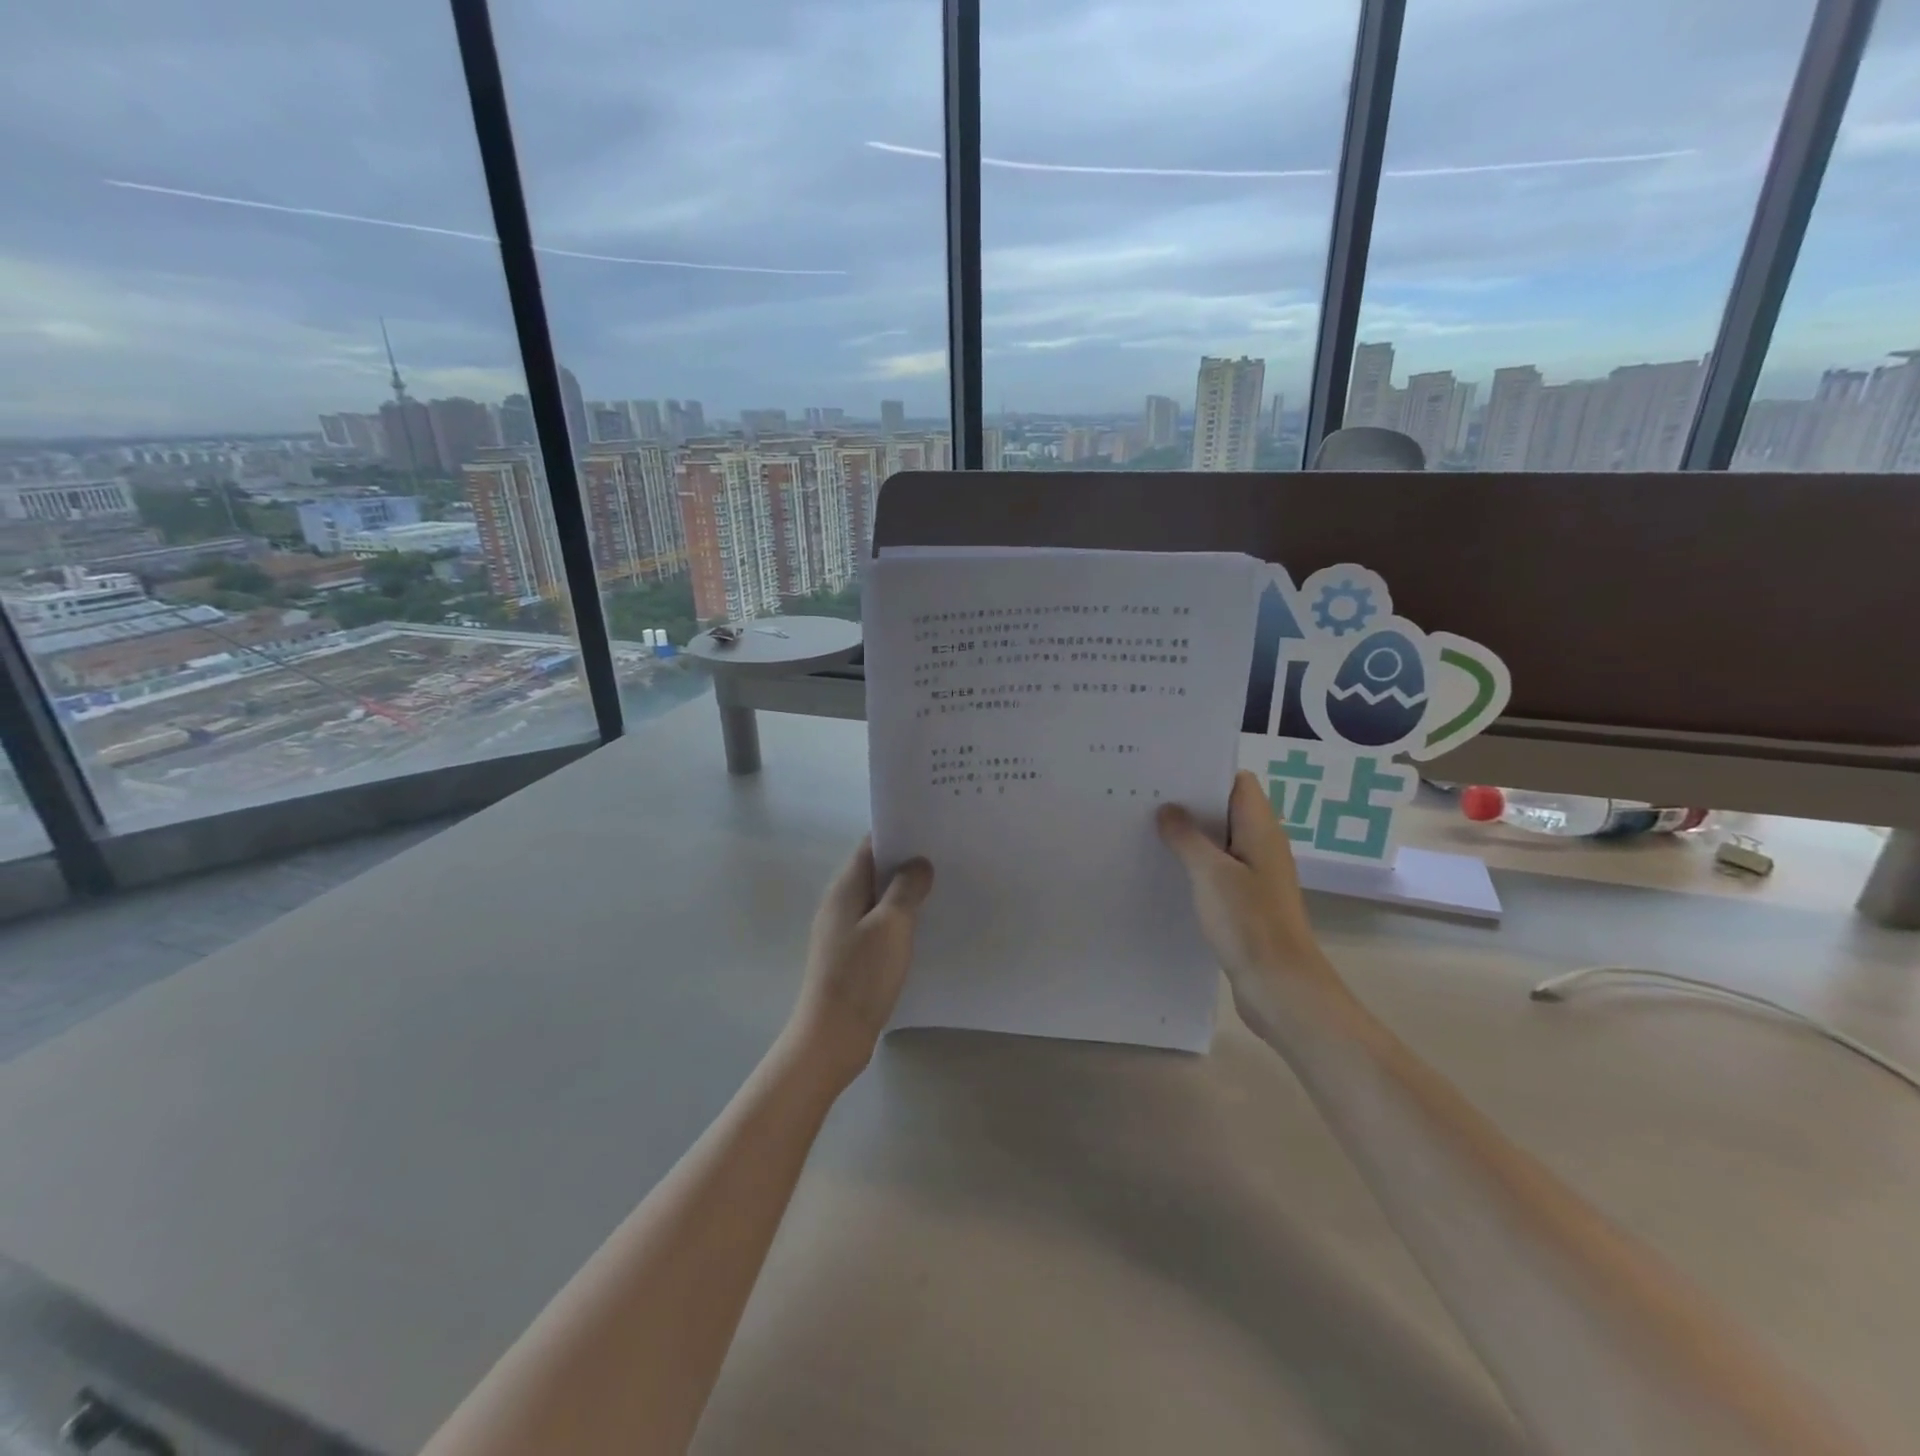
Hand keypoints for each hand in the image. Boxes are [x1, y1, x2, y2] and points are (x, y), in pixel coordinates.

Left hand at [785, 838, 934, 1088]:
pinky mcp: (851, 956)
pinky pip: (879, 925)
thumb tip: (918, 863)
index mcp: (845, 889)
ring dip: (905, 893)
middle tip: (946, 858)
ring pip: (878, 899)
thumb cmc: (861, 976)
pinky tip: (924, 928)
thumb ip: (905, 889)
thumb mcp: (891, 926)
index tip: (931, 829)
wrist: (832, 1037)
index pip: (870, 846)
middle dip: (907, 863)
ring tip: (942, 888)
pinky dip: (900, 919)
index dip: (898, 833)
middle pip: (875, 871)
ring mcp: (844, 931)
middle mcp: (840, 904)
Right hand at [1157, 770, 1356, 1039]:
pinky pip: (1217, 872)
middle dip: (1189, 804)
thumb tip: (1168, 809)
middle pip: (1225, 811)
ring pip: (1219, 843)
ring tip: (1145, 829)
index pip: (1238, 782)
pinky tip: (1164, 871)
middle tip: (1144, 799)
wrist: (1281, 988)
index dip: (1205, 772)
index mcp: (1261, 830)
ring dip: (1189, 837)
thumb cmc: (1250, 923)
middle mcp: (1262, 847)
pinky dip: (1194, 866)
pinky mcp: (1246, 903)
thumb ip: (1187, 837)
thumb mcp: (1211, 874)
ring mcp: (1255, 876)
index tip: (1166, 772)